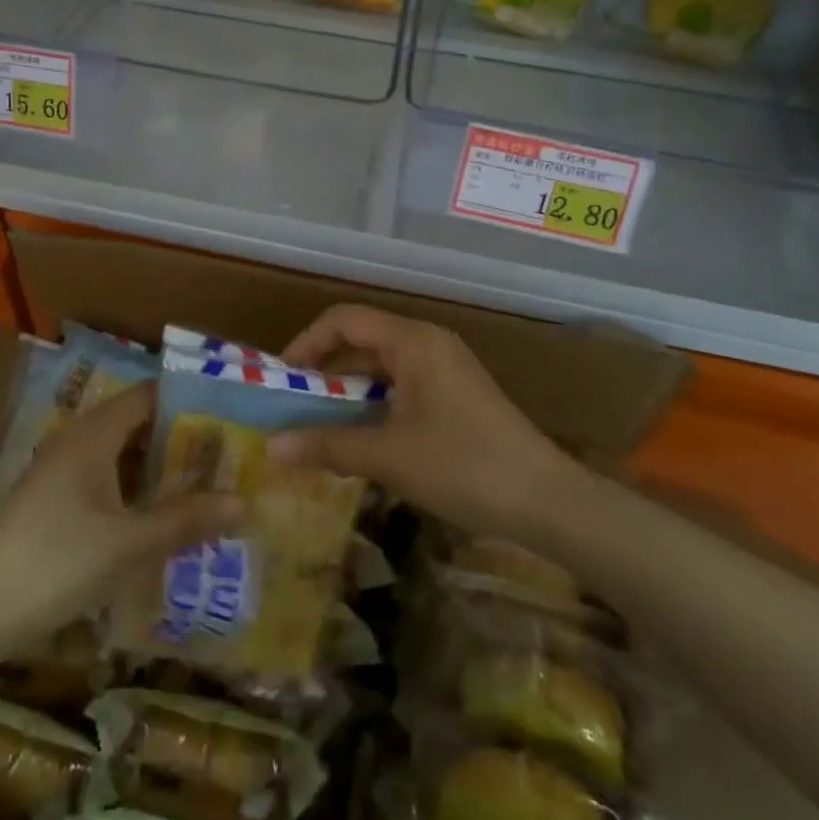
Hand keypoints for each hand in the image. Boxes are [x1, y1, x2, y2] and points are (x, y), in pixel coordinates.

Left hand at [0, 382, 241, 647]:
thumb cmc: (55, 563)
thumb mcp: (127, 544)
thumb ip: (184, 520)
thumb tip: (242, 502)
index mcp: (93, 435)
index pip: (148, 396)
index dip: (188, 400)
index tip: (229, 413)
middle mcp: (77, 442)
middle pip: (137, 423)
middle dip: (180, 436)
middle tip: (226, 452)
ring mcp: (62, 472)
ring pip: (121, 454)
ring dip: (158, 465)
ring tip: (204, 480)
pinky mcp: (54, 502)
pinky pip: (106, 478)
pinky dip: (136, 487)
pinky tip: (159, 513)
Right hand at [273, 305, 580, 541]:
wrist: (547, 499)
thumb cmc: (463, 466)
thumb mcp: (388, 456)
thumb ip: (327, 446)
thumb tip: (271, 448)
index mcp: (412, 341)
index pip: (344, 320)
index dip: (306, 343)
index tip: (281, 379)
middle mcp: (429, 343)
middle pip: (362, 340)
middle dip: (324, 370)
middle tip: (291, 405)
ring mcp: (446, 368)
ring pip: (382, 367)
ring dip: (348, 391)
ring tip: (317, 424)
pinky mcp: (457, 394)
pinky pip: (403, 386)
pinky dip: (374, 404)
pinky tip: (361, 437)